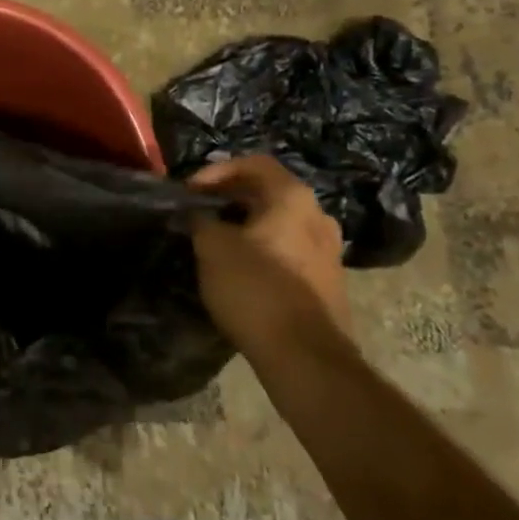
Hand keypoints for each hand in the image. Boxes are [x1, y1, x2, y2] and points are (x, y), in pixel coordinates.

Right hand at [188, 156, 350, 352]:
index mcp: (292, 199)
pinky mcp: (327, 282)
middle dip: (230, 198)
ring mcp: (328, 251)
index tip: (190, 191)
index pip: (254, 163)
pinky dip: (262, 249)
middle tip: (199, 212)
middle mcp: (317, 217)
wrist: (306, 356)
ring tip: (215, 241)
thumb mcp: (212, 247)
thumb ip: (201, 221)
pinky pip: (289, 250)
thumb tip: (199, 215)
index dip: (216, 171)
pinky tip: (240, 270)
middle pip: (269, 192)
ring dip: (246, 225)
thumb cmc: (255, 288)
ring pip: (280, 223)